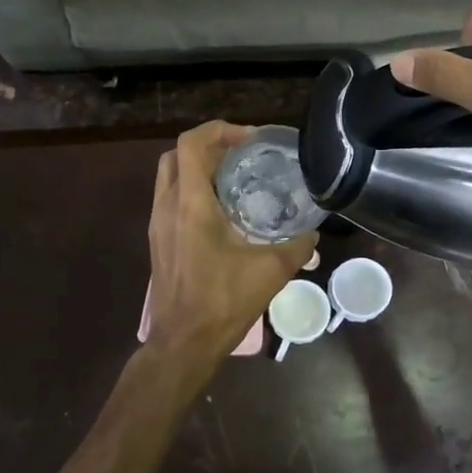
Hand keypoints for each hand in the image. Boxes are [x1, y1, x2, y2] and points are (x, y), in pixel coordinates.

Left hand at [144, 121, 317, 376]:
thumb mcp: (270, 272)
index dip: (219, 130)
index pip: (192, 144)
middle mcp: (167, 206)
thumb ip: (296, 247)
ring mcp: (158, 224)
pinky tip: (222, 211)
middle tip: (242, 155)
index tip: (250, 139)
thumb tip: (313, 233)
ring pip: (170, 177)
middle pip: (177, 154)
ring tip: (235, 178)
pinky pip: (171, 199)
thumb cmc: (222, 302)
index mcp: (190, 204)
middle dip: (208, 146)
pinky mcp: (158, 241)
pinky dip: (192, 191)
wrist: (183, 342)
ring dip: (199, 168)